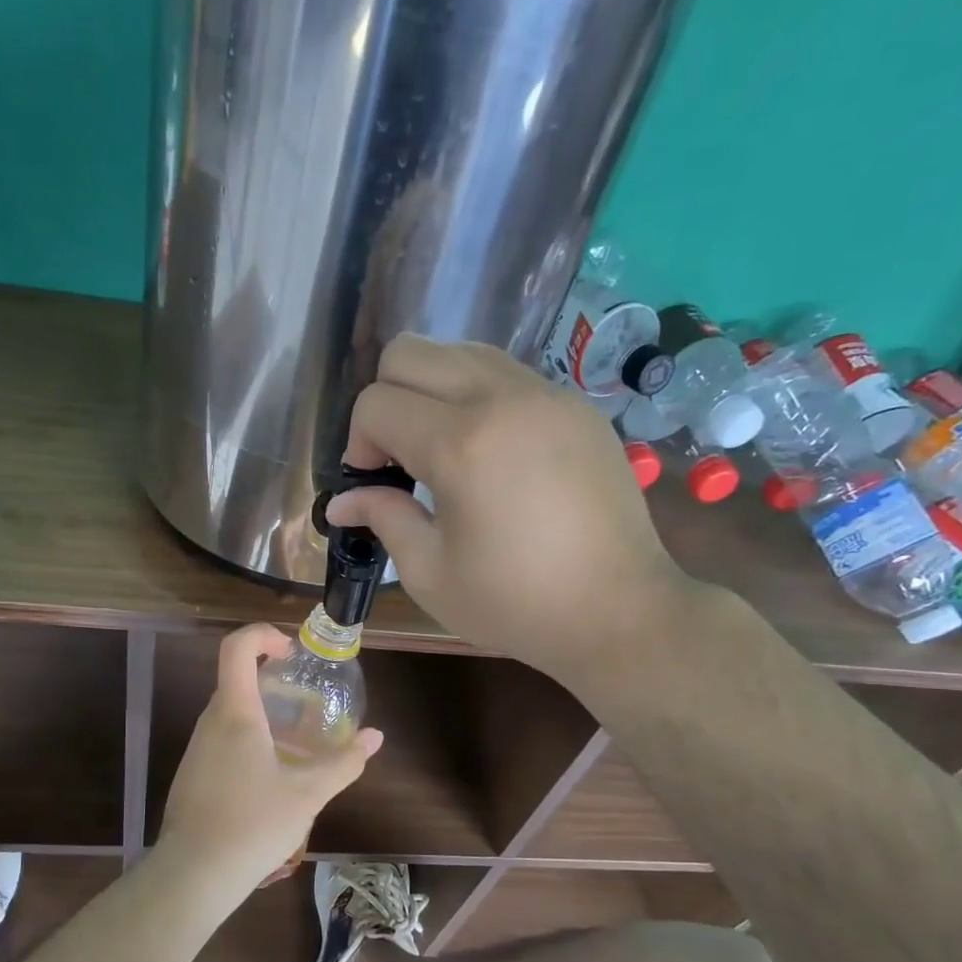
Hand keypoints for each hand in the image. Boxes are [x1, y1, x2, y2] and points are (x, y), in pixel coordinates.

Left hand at [159, 624, 383, 893]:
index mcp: (236, 713)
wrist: (194, 873)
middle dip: (271, 679)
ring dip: (261, 713)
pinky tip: (269, 776)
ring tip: (294, 742)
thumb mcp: (308, 794)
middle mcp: (210, 721)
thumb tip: (375, 737)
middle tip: (306, 702)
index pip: (236, 648)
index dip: (262, 635)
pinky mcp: (192, 773)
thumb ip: (344, 762)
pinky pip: (221, 739)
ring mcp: (196, 748)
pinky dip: (247, 739)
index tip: (291, 654)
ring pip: (229, 712)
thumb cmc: (253, 824)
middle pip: (235, 679)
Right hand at [326, 333, 695, 678]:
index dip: (358, 443)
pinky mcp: (576, 405)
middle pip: (409, 352)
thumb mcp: (430, 574)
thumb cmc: (515, 603)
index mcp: (460, 445)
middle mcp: (502, 399)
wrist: (618, 610)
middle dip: (386, 401)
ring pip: (460, 351)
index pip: (376, 403)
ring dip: (431, 392)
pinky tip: (489, 454)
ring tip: (442, 452)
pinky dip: (477, 398)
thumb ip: (383, 519)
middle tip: (399, 459)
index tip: (373, 485)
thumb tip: (342, 500)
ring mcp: (546, 394)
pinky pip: (506, 373)